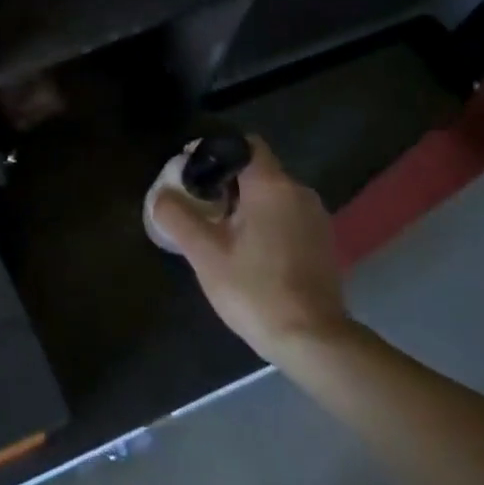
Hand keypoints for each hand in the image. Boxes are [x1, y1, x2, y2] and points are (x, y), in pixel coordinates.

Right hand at [152, 135, 348, 362]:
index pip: (245, 144)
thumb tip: (161, 196)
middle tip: (196, 205)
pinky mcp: (322, 242)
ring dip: (244, 203)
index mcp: (272, 186)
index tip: (190, 170)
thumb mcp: (204, 253)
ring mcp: (316, 218)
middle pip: (256, 170)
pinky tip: (246, 250)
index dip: (215, 150)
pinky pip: (286, 215)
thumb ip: (178, 217)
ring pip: (271, 195)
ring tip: (217, 230)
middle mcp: (299, 192)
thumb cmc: (255, 289)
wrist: (313, 340)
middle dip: (224, 181)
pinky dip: (263, 221)